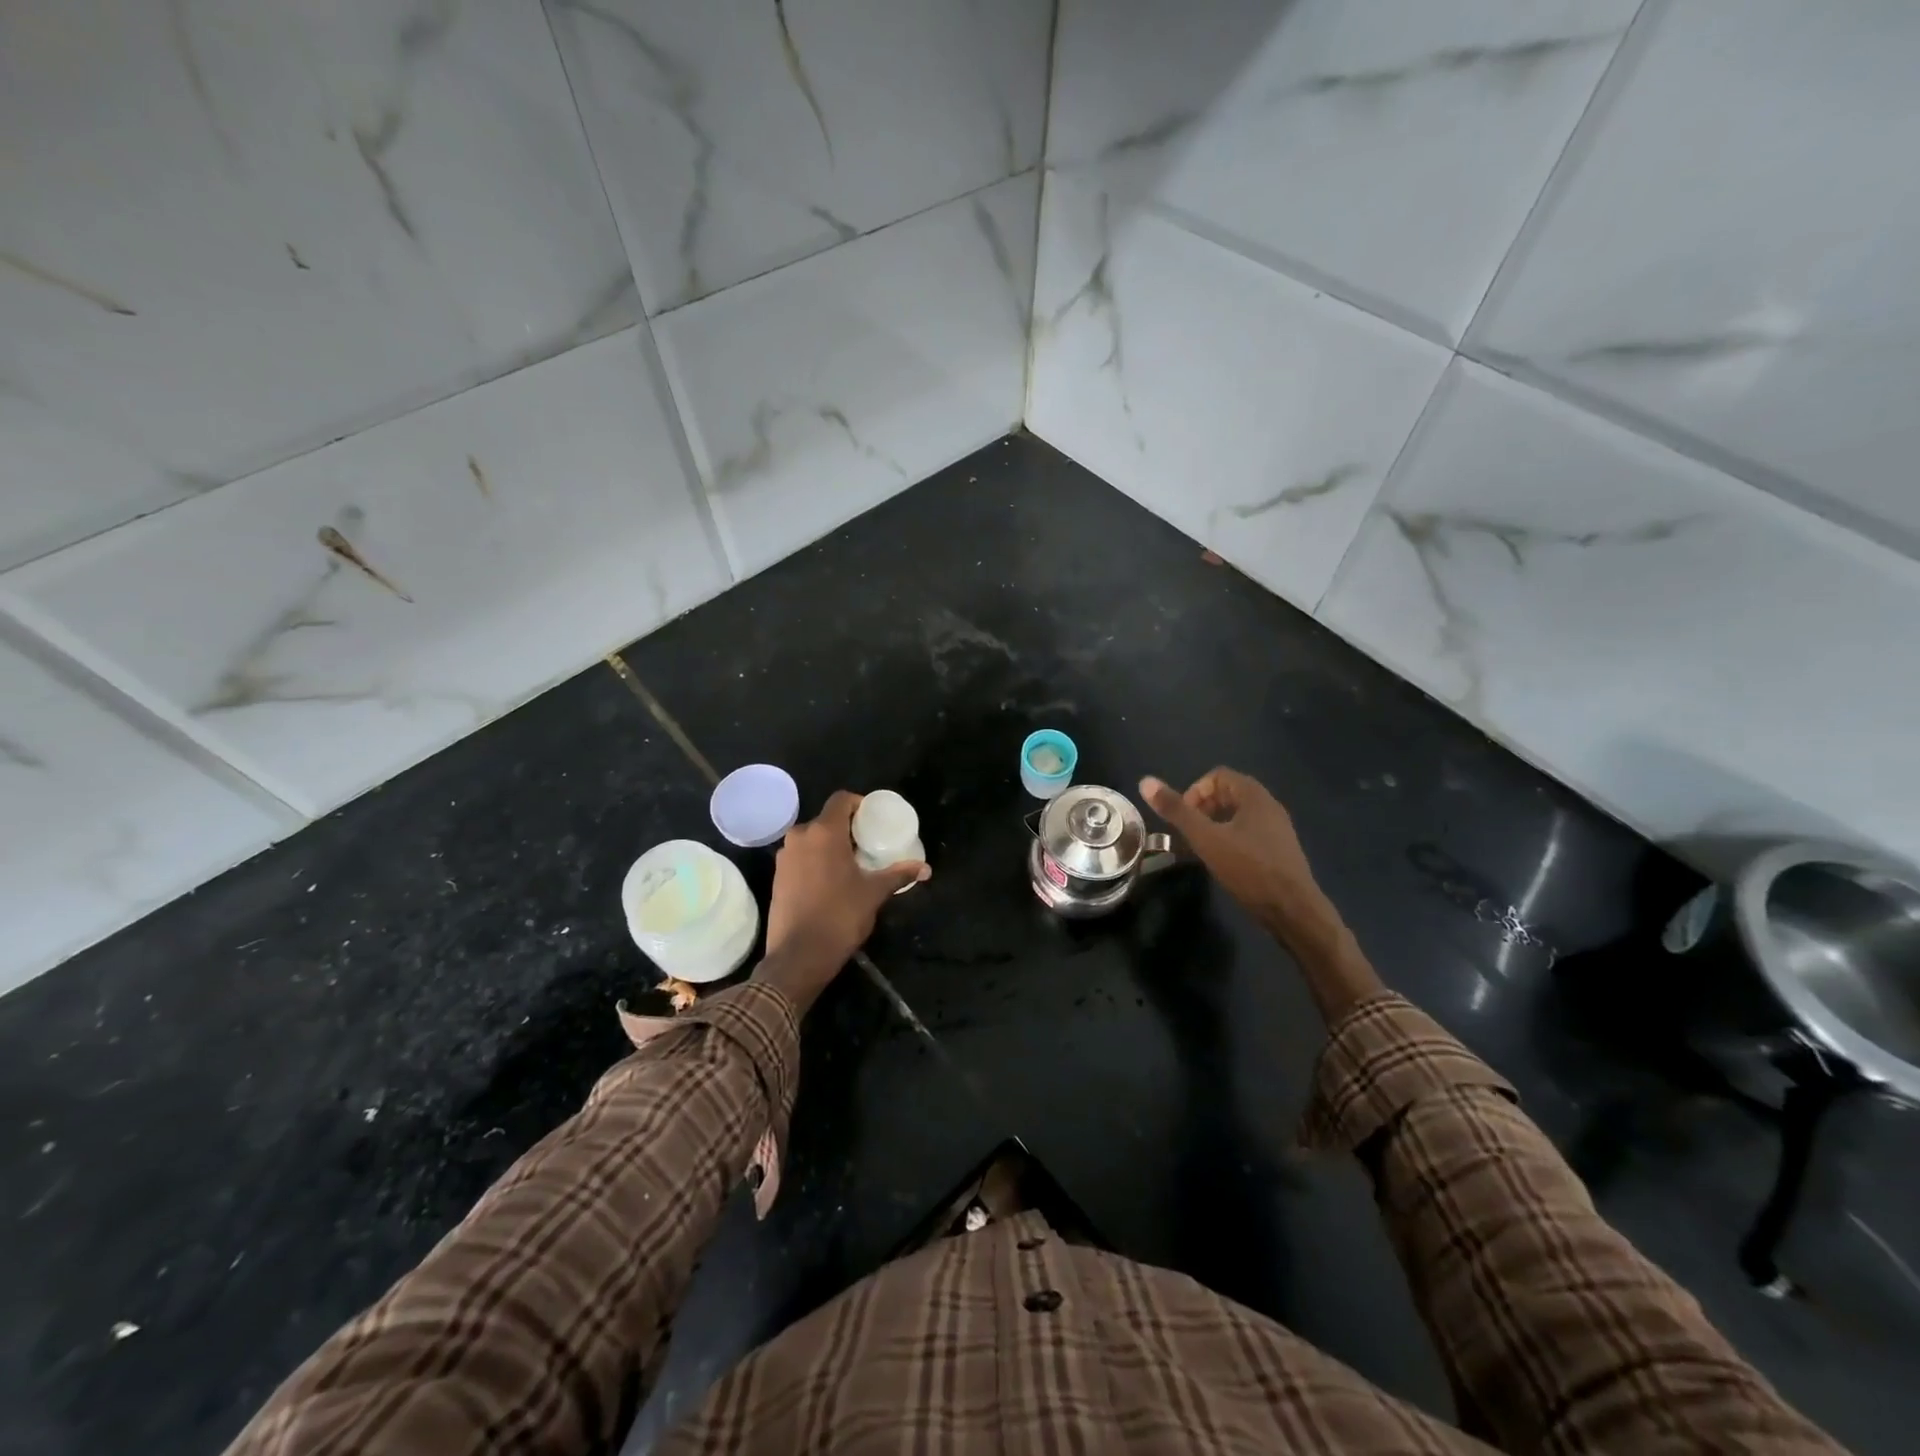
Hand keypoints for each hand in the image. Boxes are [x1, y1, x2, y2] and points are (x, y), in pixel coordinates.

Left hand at [758, 791, 928, 1011]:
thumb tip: (926, 868)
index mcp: (824, 832)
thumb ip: (898, 875)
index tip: (873, 820)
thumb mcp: (874, 893)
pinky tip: (830, 881)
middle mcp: (800, 837)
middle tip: (868, 845)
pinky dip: (815, 860)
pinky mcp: (776, 876)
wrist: (798, 956)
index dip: (859, 803)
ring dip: (830, 845)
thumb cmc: (840, 916)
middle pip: (826, 819)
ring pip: (811, 839)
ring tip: (851, 864)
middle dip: (847, 828)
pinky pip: (800, 857)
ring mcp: (784, 857)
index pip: (841, 799)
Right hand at [1139, 768, 1335, 942]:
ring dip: (1214, 825)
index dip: (1195, 791)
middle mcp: (1269, 806)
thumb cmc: (1249, 869)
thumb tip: (1145, 781)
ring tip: (1200, 848)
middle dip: (1202, 808)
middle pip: (1228, 793)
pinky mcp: (1279, 850)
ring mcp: (1277, 829)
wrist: (1293, 910)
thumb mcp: (1206, 839)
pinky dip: (1229, 839)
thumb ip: (1177, 810)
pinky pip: (1248, 833)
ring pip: (1238, 815)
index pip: (1218, 775)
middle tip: (1188, 832)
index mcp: (1254, 796)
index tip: (1184, 817)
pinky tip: (1221, 862)